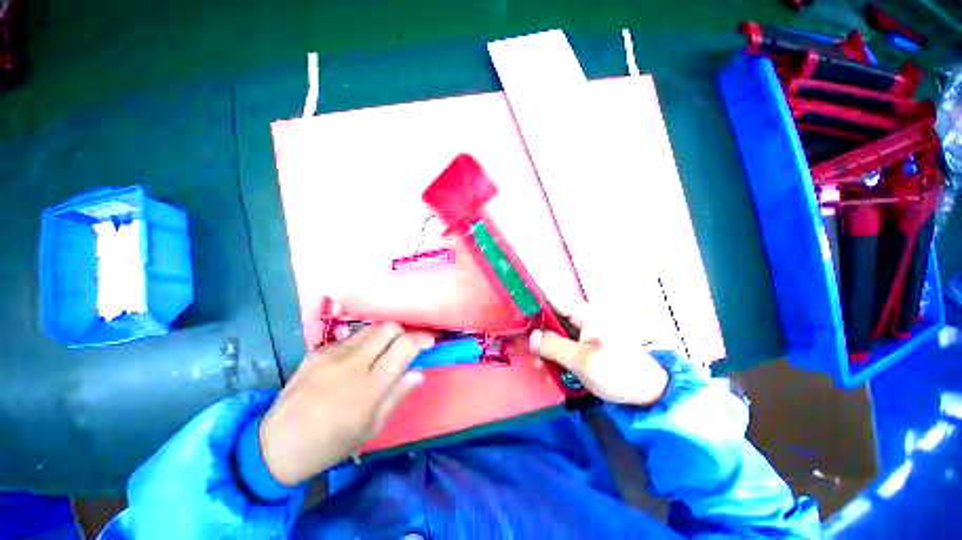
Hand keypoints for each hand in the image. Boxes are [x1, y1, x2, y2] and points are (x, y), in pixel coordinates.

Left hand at [259, 323, 433, 485]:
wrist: (277, 445)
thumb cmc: (331, 443)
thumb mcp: (372, 427)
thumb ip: (397, 394)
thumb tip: (419, 372)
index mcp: (369, 387)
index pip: (403, 347)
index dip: (421, 339)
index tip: (429, 341)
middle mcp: (352, 363)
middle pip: (388, 328)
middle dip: (404, 332)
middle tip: (406, 344)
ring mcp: (331, 354)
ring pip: (370, 329)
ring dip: (384, 335)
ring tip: (385, 349)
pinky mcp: (316, 352)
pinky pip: (350, 338)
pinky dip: (363, 342)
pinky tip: (359, 358)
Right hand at [529, 302, 668, 405]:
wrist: (648, 393)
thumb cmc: (618, 372)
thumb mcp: (584, 361)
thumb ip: (555, 347)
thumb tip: (531, 336)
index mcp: (584, 314)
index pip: (551, 299)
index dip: (532, 302)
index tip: (516, 312)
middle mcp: (582, 318)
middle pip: (550, 317)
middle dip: (536, 332)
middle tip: (527, 351)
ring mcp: (583, 332)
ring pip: (554, 333)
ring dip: (544, 347)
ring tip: (539, 366)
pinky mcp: (585, 345)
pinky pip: (563, 344)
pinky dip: (554, 354)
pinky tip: (550, 368)